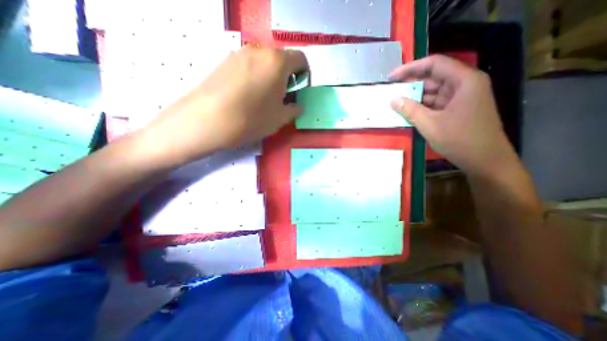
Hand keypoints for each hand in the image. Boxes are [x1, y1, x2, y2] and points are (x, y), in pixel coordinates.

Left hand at [142, 47, 308, 166]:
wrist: (207, 120)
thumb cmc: (252, 119)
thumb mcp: (280, 118)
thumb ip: (294, 109)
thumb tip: (298, 106)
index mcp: (277, 62)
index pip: (301, 59)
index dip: (304, 75)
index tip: (300, 90)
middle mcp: (259, 51)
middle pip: (281, 60)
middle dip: (287, 77)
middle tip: (282, 97)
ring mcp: (239, 54)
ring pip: (263, 63)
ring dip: (270, 77)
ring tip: (264, 99)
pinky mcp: (224, 62)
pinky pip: (248, 66)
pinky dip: (255, 77)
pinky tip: (247, 96)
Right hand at [392, 54, 512, 176]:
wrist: (485, 161)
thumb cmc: (460, 140)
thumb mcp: (430, 124)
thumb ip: (410, 110)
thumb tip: (393, 100)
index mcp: (464, 81)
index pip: (434, 64)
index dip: (411, 68)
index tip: (392, 77)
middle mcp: (464, 85)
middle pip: (434, 77)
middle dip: (411, 84)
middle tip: (391, 91)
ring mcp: (462, 98)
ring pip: (434, 91)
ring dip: (415, 97)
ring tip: (396, 102)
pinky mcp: (457, 109)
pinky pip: (436, 103)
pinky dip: (422, 106)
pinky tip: (408, 111)